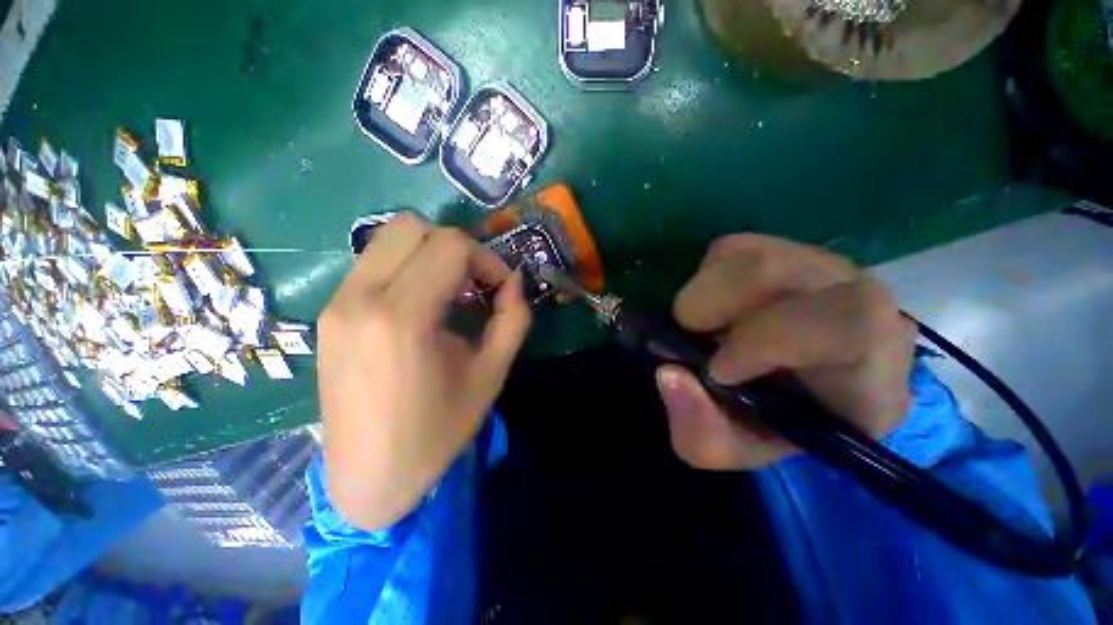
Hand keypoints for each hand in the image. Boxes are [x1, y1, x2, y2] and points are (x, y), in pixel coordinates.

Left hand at [317, 214, 530, 529]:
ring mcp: (337, 302)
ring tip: (451, 292)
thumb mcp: (491, 374)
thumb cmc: (436, 431)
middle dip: (458, 248)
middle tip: (475, 284)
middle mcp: (360, 298)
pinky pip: (373, 262)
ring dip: (431, 253)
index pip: (451, 245)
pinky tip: (422, 304)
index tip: (499, 289)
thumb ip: (513, 319)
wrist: (368, 476)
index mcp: (403, 318)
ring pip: (389, 237)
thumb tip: (515, 281)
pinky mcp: (329, 312)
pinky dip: (408, 266)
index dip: (487, 260)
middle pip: (414, 227)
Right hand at [657, 234, 916, 469]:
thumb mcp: (735, 447)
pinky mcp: (782, 249)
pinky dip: (705, 278)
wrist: (794, 390)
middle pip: (779, 270)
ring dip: (704, 293)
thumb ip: (701, 429)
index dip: (768, 340)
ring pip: (749, 255)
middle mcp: (858, 300)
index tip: (717, 371)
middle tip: (692, 337)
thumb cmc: (774, 425)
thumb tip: (668, 373)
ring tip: (701, 326)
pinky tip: (715, 307)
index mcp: (872, 367)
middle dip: (715, 305)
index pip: (847, 325)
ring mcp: (820, 266)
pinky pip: (732, 248)